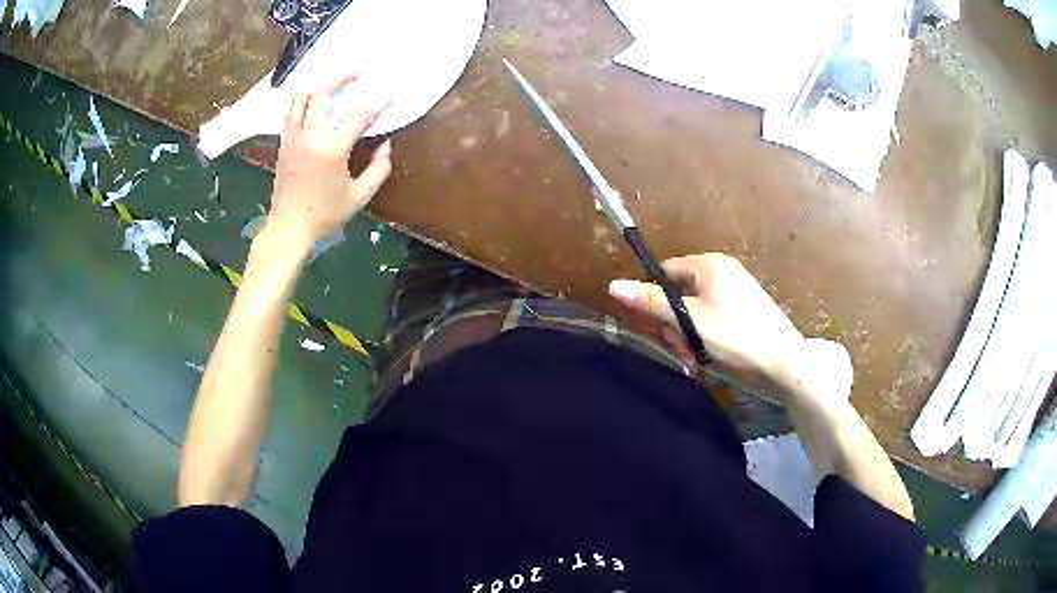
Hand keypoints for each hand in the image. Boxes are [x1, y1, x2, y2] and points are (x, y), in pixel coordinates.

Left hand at [268, 73, 391, 249]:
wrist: (288, 228)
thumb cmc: (325, 214)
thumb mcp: (360, 196)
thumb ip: (379, 168)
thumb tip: (386, 144)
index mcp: (331, 150)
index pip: (359, 113)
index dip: (379, 100)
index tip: (392, 93)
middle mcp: (310, 136)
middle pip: (321, 91)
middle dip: (341, 75)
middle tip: (358, 71)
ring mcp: (292, 137)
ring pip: (301, 96)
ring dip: (319, 84)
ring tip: (334, 82)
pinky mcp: (283, 142)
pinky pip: (292, 110)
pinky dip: (305, 99)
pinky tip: (316, 101)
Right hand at [609, 253, 805, 384]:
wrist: (783, 362)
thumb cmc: (736, 337)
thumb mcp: (691, 320)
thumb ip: (652, 302)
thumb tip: (613, 285)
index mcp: (709, 265)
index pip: (665, 272)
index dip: (654, 299)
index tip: (656, 328)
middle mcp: (722, 270)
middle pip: (680, 292)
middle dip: (675, 325)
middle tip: (682, 352)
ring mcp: (735, 289)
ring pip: (695, 309)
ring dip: (689, 336)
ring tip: (695, 360)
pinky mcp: (744, 307)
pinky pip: (712, 317)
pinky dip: (705, 336)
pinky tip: (708, 357)